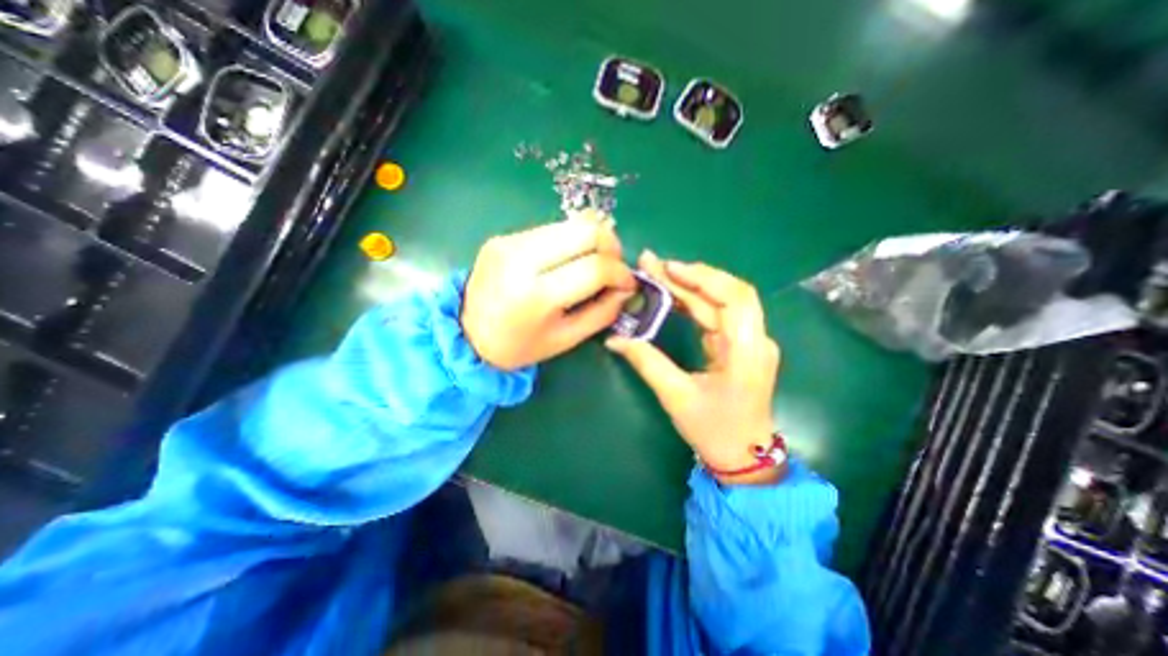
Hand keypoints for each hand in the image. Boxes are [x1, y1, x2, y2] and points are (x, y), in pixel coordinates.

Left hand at [461, 216, 634, 367]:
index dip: (620, 273)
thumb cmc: (519, 346)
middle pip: (585, 230)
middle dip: (611, 245)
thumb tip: (626, 289)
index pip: (594, 268)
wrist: (467, 334)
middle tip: (614, 266)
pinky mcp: (505, 237)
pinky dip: (570, 241)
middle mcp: (521, 259)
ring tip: (595, 262)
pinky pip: (551, 229)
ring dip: (592, 240)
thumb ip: (602, 313)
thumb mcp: (565, 339)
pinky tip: (570, 260)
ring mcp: (510, 242)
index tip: (627, 284)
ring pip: (570, 224)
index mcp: (537, 295)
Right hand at [606, 254, 778, 484]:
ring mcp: (750, 342)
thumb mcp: (676, 396)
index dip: (703, 277)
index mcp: (748, 352)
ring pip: (720, 303)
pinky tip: (671, 297)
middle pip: (727, 294)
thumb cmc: (714, 430)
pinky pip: (717, 316)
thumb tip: (615, 339)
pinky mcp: (740, 346)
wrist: (743, 458)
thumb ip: (647, 362)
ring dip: (689, 288)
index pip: (734, 298)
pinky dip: (694, 303)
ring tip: (657, 275)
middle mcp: (755, 340)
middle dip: (689, 277)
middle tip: (653, 265)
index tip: (668, 267)